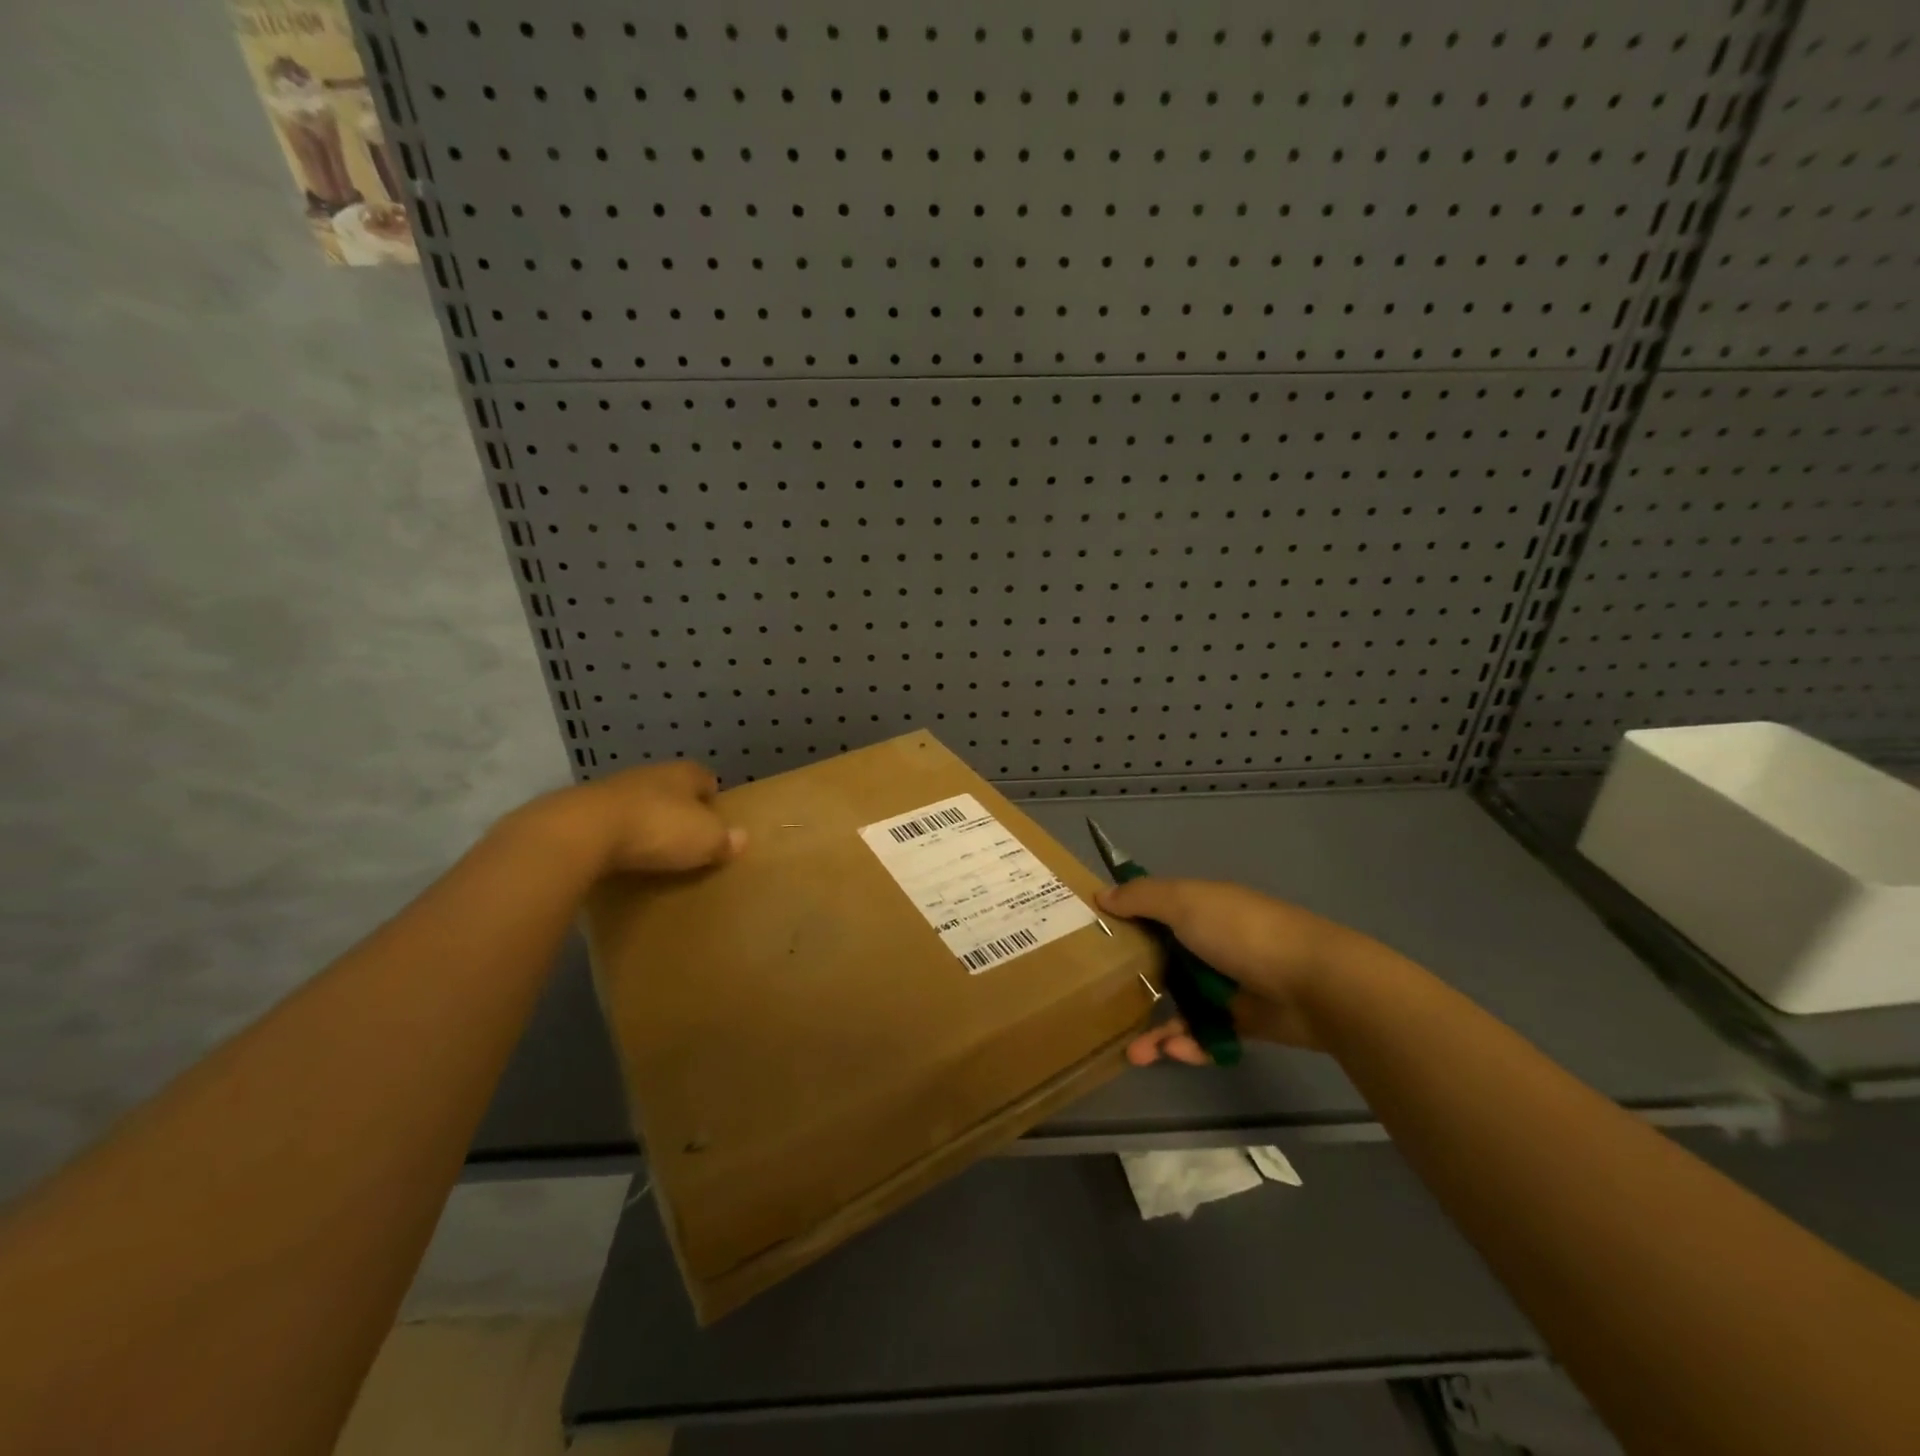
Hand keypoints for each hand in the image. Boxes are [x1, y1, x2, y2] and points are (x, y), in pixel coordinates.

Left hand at [548, 762, 746, 876]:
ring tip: (651, 851)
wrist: (582, 832)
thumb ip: (725, 839)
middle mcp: (649, 773)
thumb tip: (742, 838)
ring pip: (637, 803)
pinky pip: (608, 823)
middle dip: (677, 810)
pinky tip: (618, 857)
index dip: (712, 798)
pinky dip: (616, 837)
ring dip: (644, 822)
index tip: (715, 822)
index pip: (705, 779)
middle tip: (685, 839)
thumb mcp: (705, 839)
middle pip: (670, 789)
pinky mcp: (580, 811)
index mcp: (683, 773)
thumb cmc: (658, 829)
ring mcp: (611, 789)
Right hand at [1097, 878, 1373, 1061]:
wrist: (1316, 983)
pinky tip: (1173, 1052)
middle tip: (1102, 1003)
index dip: (1124, 922)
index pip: (1153, 910)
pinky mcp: (1244, 1020)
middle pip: (1162, 960)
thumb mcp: (1185, 903)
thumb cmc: (1242, 933)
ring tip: (1134, 1051)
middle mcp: (1211, 941)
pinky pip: (1207, 1033)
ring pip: (1181, 1003)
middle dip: (1133, 983)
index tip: (1093, 939)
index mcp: (1199, 907)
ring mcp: (1228, 982)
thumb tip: (1101, 895)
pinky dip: (1190, 1043)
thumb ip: (1142, 898)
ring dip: (1157, 1027)